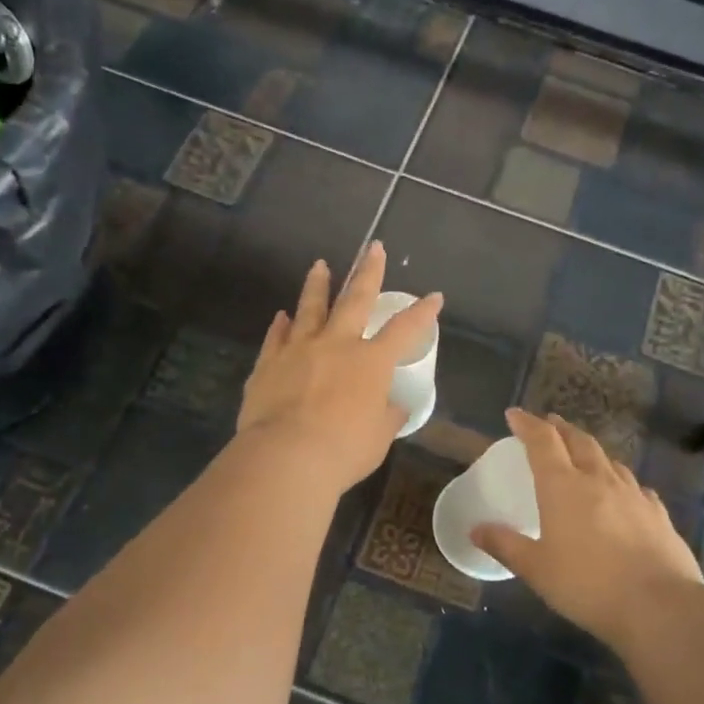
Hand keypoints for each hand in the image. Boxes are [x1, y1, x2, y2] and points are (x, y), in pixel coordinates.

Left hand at [236, 241, 442, 492]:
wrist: (286, 456)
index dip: (422, 313)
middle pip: (355, 299)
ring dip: (317, 285)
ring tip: (319, 266)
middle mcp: (337, 345)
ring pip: (310, 308)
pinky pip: (276, 337)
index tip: (434, 297)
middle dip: (367, 272)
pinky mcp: (269, 363)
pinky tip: (282, 316)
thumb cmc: (344, 449)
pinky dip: (281, 325)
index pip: (405, 330)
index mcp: (371, 362)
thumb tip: (393, 405)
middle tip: (372, 248)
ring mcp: (299, 350)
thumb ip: (386, 415)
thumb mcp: (378, 437)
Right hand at [471, 408, 703, 650]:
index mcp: (563, 486)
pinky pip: (636, 487)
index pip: (543, 441)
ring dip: (591, 451)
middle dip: (561, 429)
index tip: (514, 415)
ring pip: (610, 460)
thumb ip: (505, 545)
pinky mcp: (658, 514)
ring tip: (583, 454)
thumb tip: (475, 529)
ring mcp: (634, 494)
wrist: (659, 606)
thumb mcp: (536, 569)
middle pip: (579, 441)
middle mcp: (599, 480)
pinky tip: (624, 493)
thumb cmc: (587, 585)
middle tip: (549, 424)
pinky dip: (621, 481)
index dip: (527, 424)